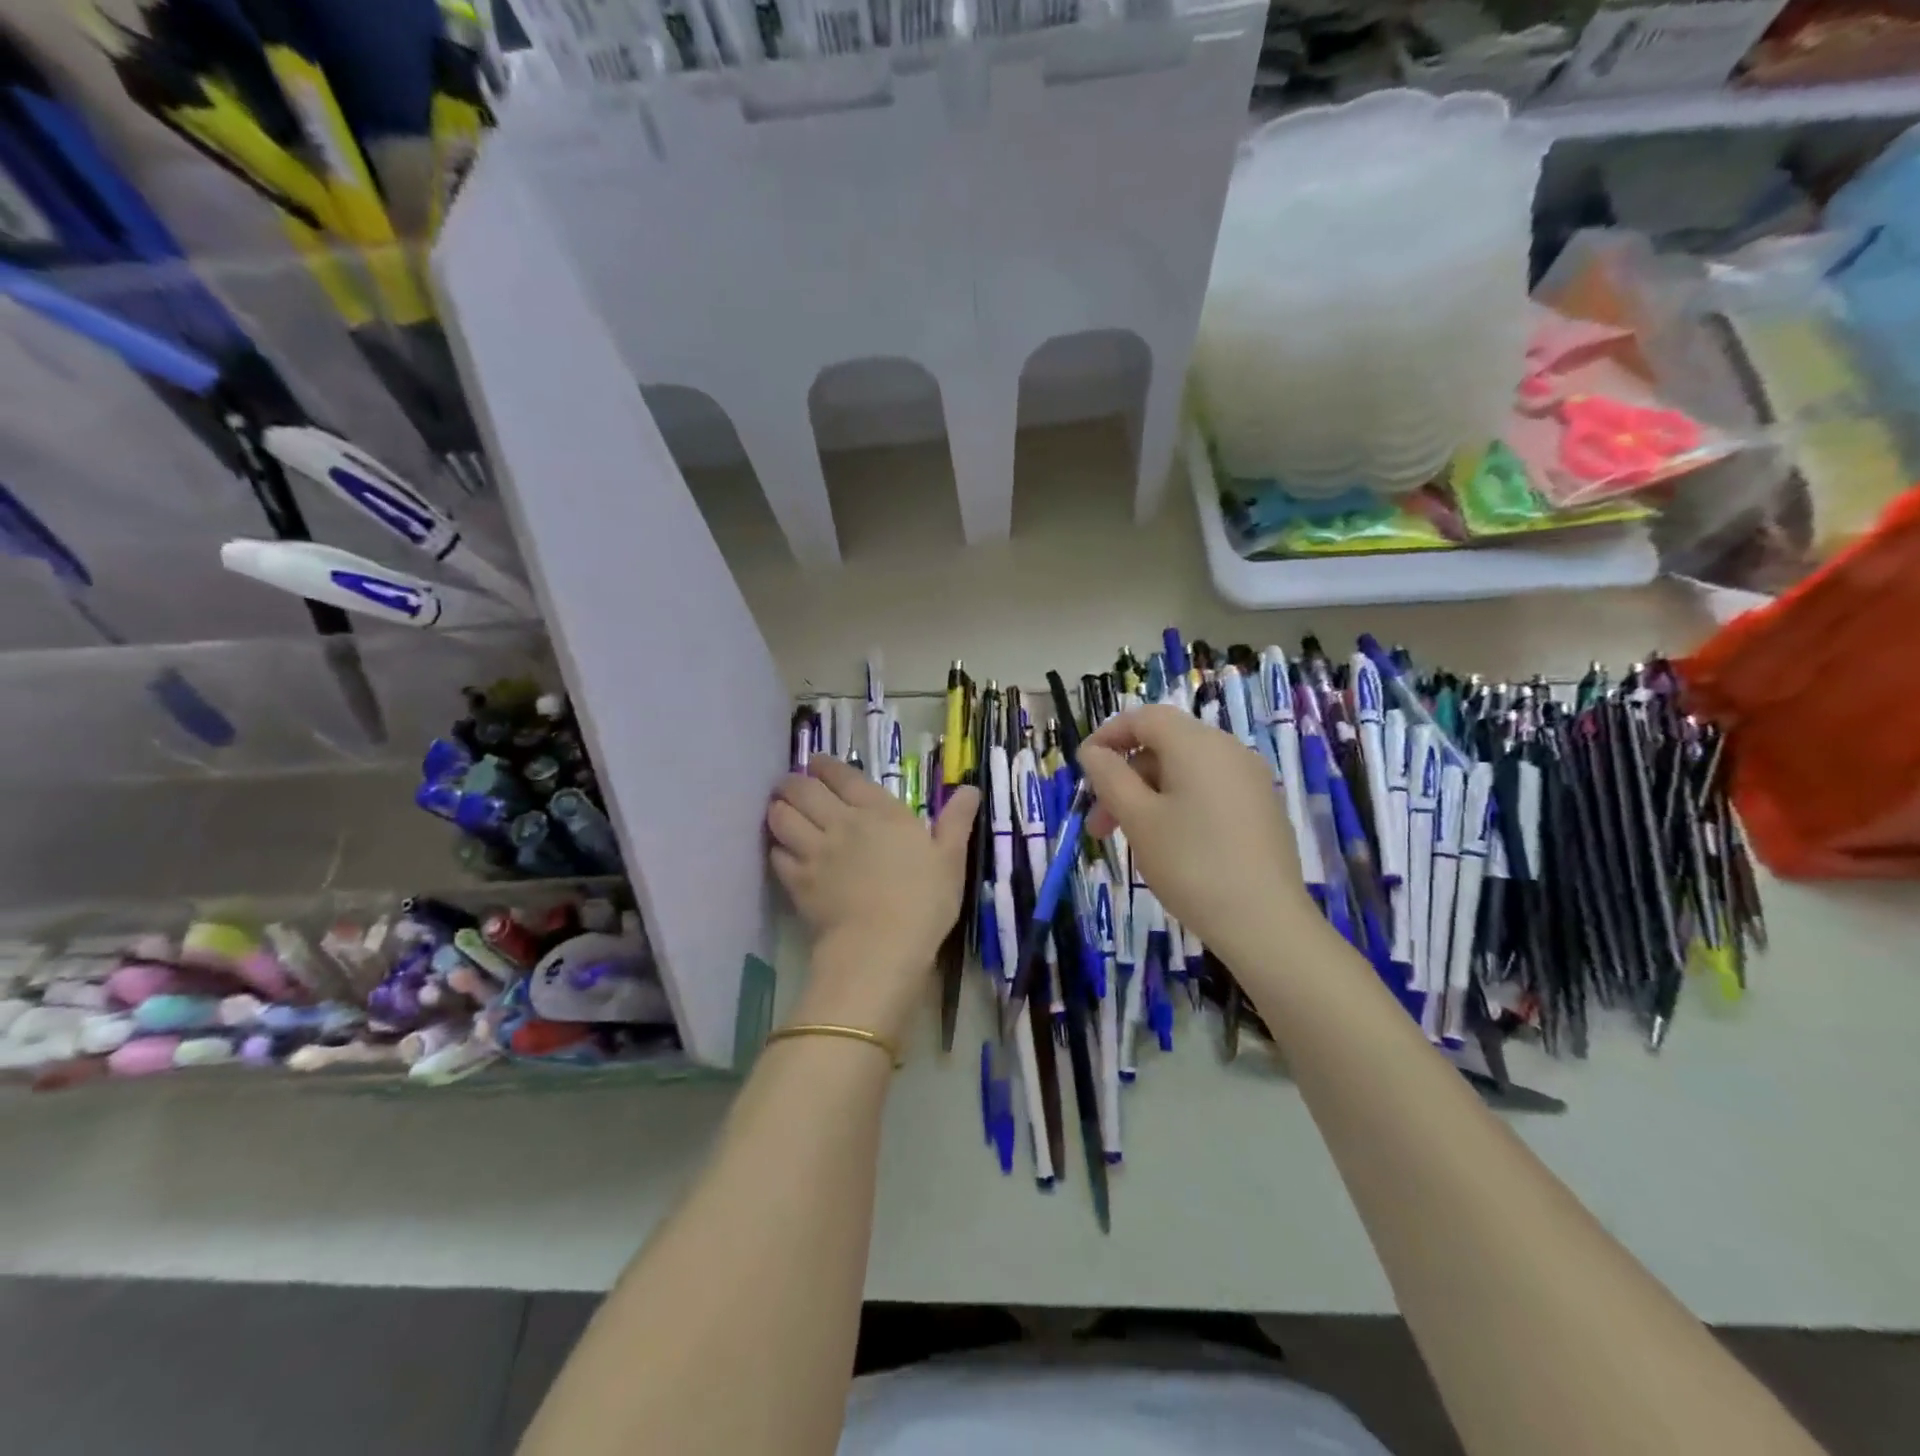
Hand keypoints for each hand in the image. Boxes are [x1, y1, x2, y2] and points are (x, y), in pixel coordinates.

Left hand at [767, 756, 979, 1043]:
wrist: (881, 945)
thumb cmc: (924, 900)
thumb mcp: (951, 858)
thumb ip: (956, 820)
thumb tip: (970, 788)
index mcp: (880, 811)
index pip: (844, 776)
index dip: (826, 765)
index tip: (816, 761)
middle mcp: (842, 822)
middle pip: (803, 790)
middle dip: (792, 782)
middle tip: (789, 784)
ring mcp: (815, 851)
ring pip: (782, 818)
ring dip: (778, 809)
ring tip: (778, 809)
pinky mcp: (798, 881)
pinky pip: (777, 855)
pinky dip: (777, 848)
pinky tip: (781, 851)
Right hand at [1076, 706, 1312, 962]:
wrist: (1265, 923)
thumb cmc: (1191, 864)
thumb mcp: (1138, 818)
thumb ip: (1109, 777)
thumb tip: (1093, 751)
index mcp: (1197, 744)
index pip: (1144, 718)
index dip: (1108, 736)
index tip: (1083, 769)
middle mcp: (1228, 751)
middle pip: (1164, 746)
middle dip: (1124, 778)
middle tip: (1098, 824)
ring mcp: (1250, 780)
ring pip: (1184, 772)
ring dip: (1147, 796)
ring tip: (1129, 840)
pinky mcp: (1261, 809)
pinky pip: (1208, 791)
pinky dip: (1177, 805)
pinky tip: (1168, 845)